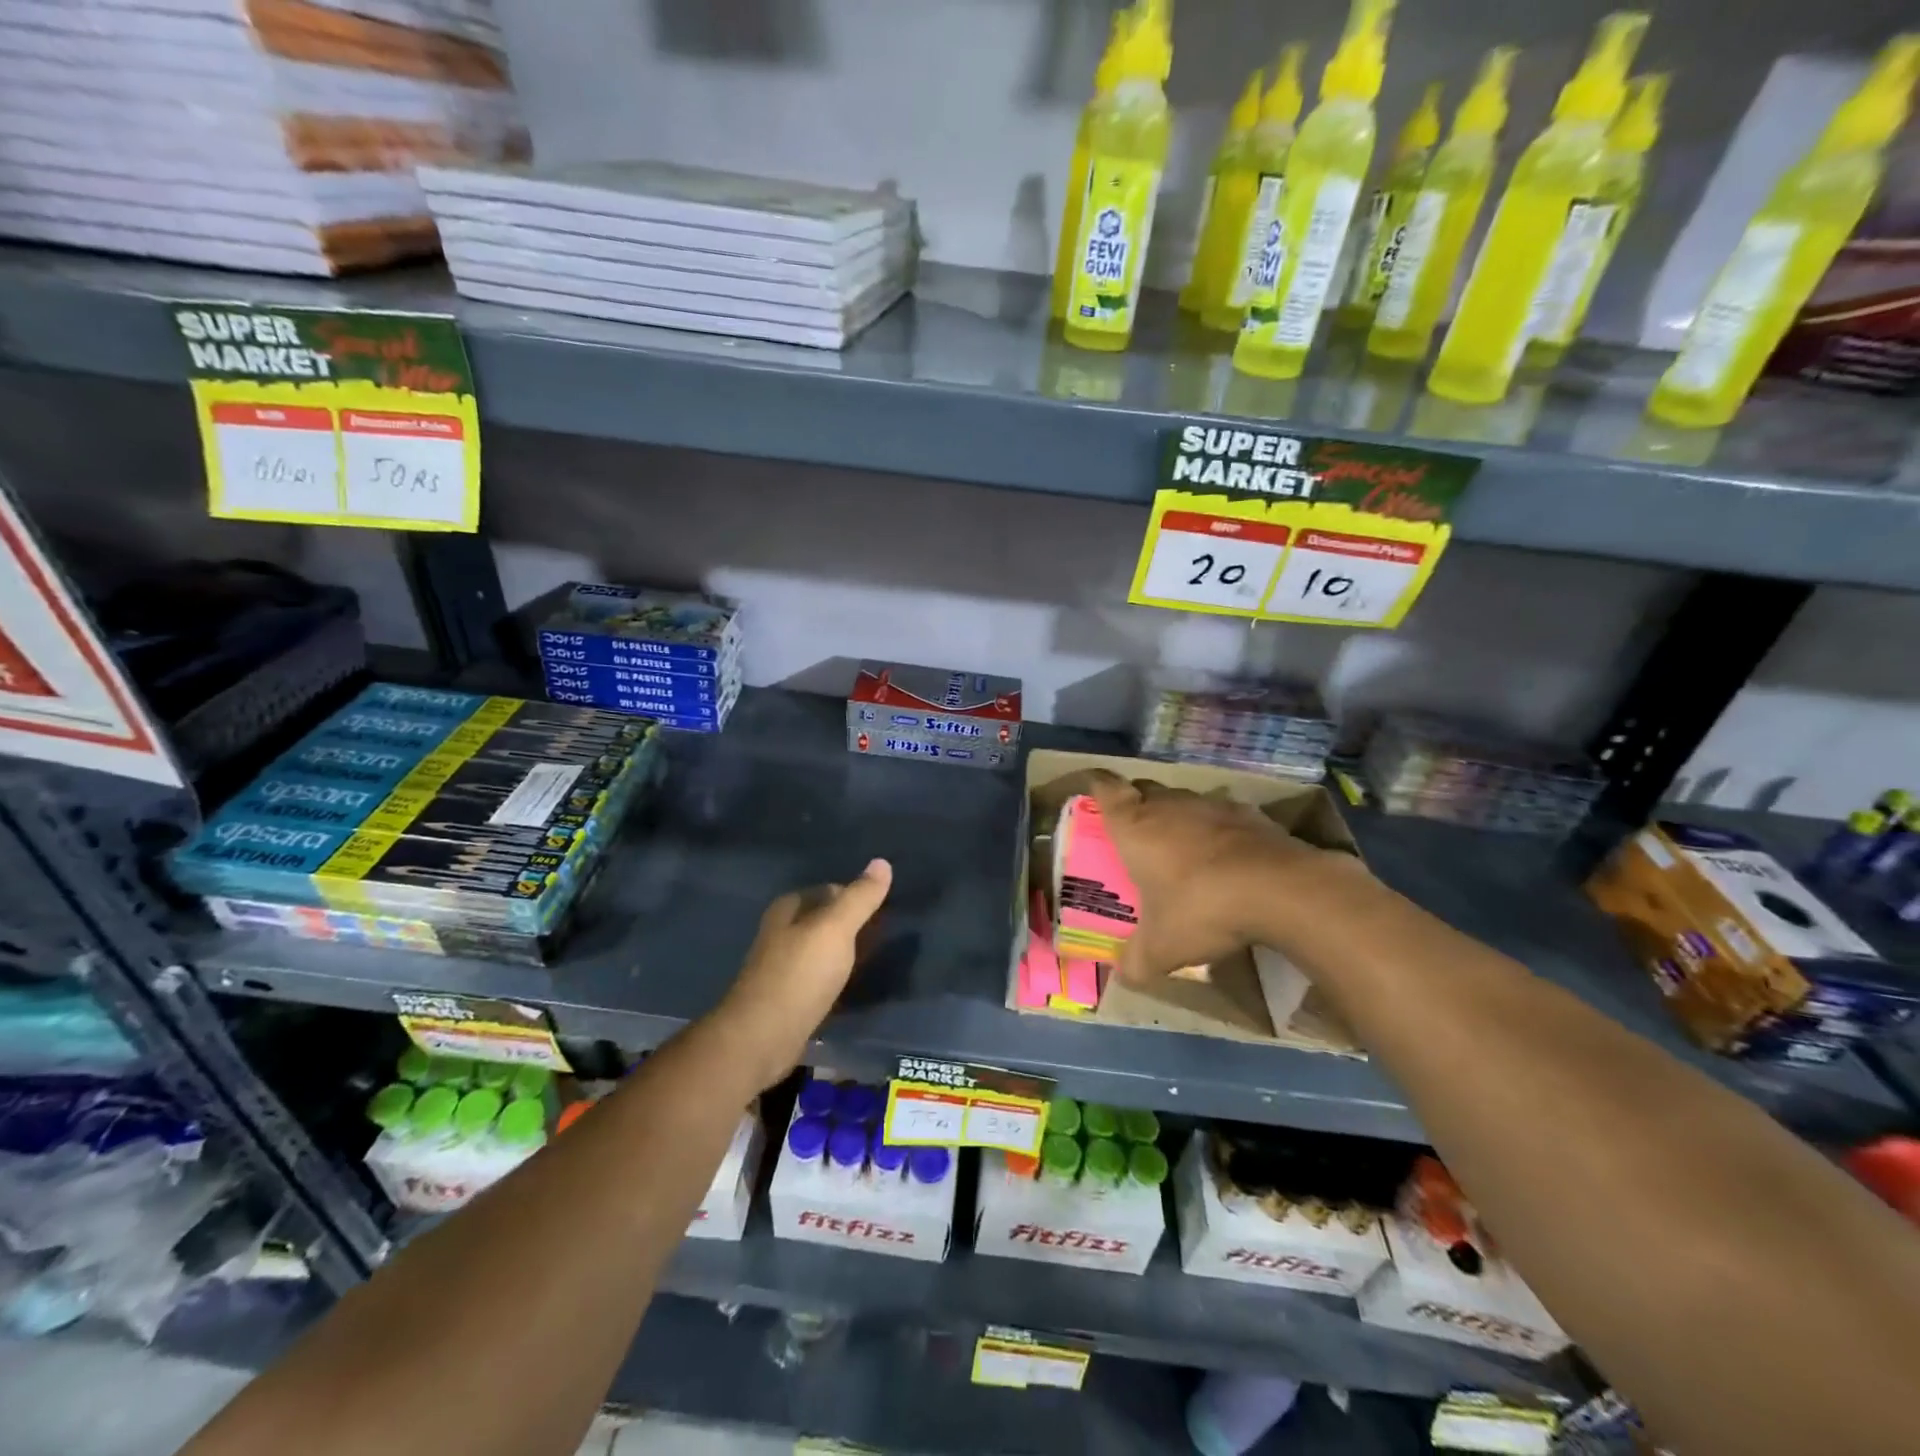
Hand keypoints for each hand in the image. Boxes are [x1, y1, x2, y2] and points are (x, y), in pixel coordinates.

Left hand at [711, 859, 892, 1089]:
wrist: (762, 1038)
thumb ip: (859, 897)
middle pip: (825, 920)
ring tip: (875, 959)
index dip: (856, 897)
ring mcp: (782, 966)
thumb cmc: (800, 975)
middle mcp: (781, 932)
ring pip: (822, 949)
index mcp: (789, 908)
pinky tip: (852, 986)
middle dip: (852, 925)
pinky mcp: (787, 997)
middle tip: (885, 936)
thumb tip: (882, 862)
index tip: (885, 911)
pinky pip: (819, 977)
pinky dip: (836, 978)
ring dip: (845, 953)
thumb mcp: (835, 929)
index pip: (830, 890)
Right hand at [1085, 772, 1354, 983]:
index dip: (1097, 785)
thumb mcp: (1162, 948)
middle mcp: (1169, 806)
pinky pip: (1223, 816)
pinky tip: (1227, 859)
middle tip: (1136, 832)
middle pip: (1144, 790)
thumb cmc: (1201, 909)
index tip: (1094, 788)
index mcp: (1135, 827)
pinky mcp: (1250, 814)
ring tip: (1183, 850)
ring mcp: (1212, 805)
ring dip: (1179, 818)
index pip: (1106, 789)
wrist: (1280, 890)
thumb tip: (1125, 975)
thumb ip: (1136, 961)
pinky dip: (1218, 831)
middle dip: (1137, 804)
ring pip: (1184, 801)